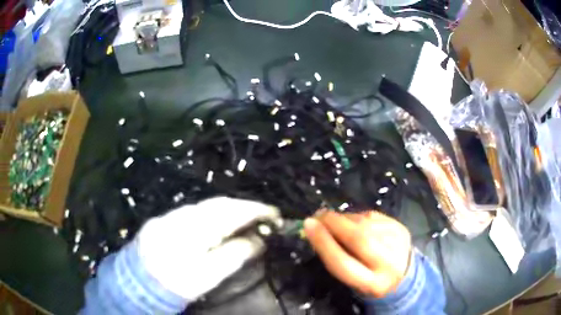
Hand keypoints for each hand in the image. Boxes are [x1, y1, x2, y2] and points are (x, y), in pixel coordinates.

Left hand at [137, 197, 281, 300]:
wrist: (136, 284)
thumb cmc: (175, 284)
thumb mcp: (208, 275)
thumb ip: (234, 255)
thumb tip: (258, 240)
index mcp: (193, 229)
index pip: (231, 211)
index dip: (256, 210)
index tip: (276, 215)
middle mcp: (182, 215)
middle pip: (219, 204)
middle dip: (244, 208)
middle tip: (265, 217)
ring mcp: (172, 216)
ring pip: (207, 207)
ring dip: (229, 211)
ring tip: (247, 220)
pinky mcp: (165, 221)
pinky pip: (196, 212)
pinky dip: (213, 215)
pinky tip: (219, 225)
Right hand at [304, 211, 411, 297]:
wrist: (403, 274)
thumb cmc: (369, 278)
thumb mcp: (353, 278)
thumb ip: (337, 259)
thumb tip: (317, 229)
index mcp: (372, 284)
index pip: (343, 263)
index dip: (323, 243)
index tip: (308, 225)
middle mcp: (389, 263)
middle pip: (359, 238)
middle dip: (335, 224)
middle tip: (319, 216)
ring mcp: (398, 243)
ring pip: (366, 224)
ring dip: (345, 219)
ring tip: (334, 221)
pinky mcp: (401, 228)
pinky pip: (373, 216)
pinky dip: (357, 216)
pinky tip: (353, 221)